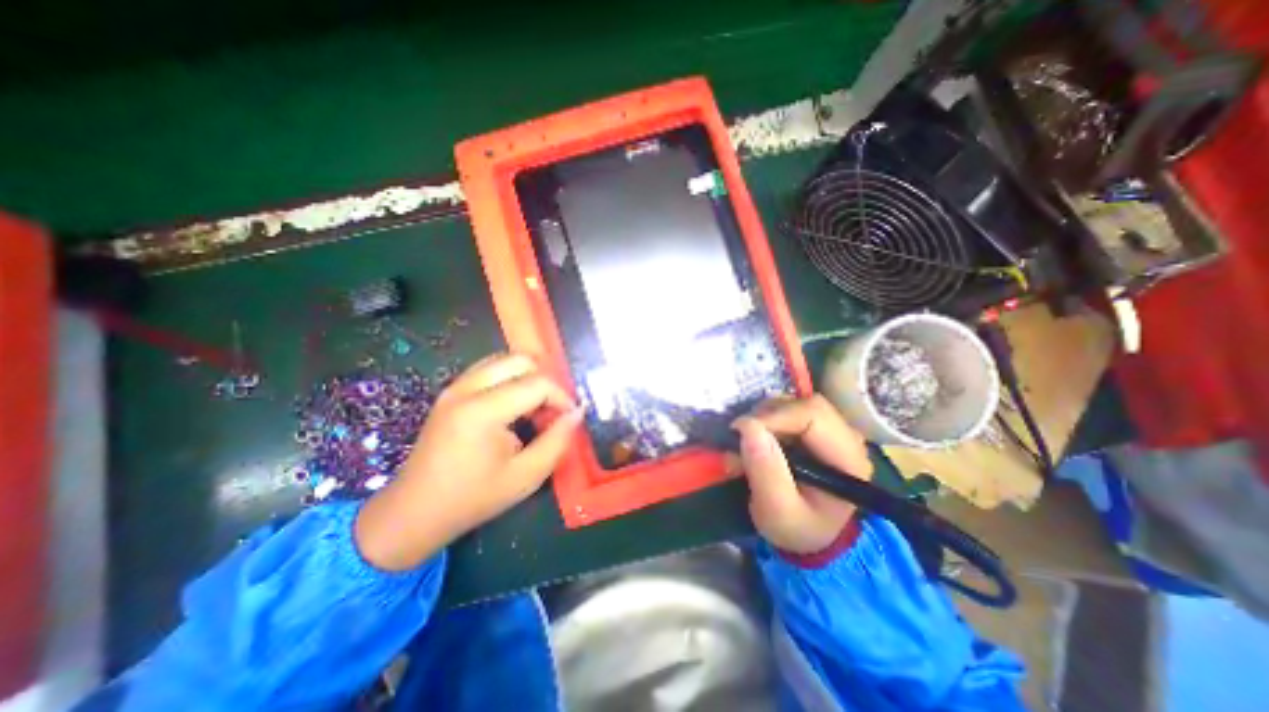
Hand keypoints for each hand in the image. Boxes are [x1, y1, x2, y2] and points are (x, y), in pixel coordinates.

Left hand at [351, 354, 578, 571]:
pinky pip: (488, 369)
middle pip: (520, 360)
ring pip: (504, 360)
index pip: (537, 383)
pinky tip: (513, 406)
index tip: (569, 418)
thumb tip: (577, 413)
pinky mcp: (450, 392)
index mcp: (483, 411)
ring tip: (534, 407)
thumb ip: (558, 441)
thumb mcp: (526, 476)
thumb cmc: (473, 498)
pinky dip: (509, 378)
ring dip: (527, 377)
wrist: (414, 512)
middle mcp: (466, 389)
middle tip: (552, 409)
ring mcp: (454, 387)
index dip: (562, 397)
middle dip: (545, 380)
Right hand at [735, 394, 873, 555]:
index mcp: (848, 459)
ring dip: (764, 418)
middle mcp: (847, 437)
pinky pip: (788, 410)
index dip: (774, 416)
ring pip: (794, 403)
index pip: (813, 415)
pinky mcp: (816, 429)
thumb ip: (766, 472)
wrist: (808, 534)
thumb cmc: (796, 528)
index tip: (740, 431)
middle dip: (767, 416)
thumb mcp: (777, 511)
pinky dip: (766, 420)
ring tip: (747, 444)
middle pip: (804, 404)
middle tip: (740, 438)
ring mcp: (833, 430)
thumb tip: (748, 427)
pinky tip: (757, 441)